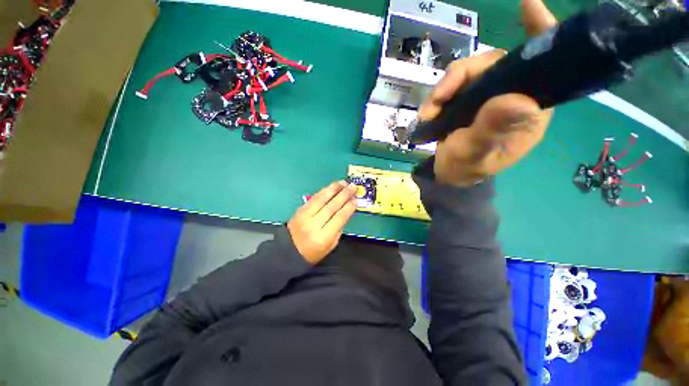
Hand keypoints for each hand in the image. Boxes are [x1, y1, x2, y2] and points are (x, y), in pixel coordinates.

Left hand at [287, 181, 357, 264]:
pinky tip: (331, 187)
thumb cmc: (313, 252)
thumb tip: (345, 211)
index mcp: (323, 237)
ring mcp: (305, 215)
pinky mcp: (300, 210)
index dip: (348, 208)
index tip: (356, 200)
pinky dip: (324, 191)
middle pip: (331, 206)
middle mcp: (313, 224)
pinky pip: (314, 198)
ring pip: (321, 199)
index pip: (339, 218)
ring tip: (343, 182)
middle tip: (352, 187)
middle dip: (344, 195)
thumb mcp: (330, 245)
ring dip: (334, 189)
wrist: (288, 250)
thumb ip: (338, 229)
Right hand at [419, 0, 557, 186]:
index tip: (528, 6)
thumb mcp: (478, 155)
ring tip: (428, 113)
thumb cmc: (468, 168)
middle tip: (437, 99)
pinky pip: (451, 86)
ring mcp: (486, 96)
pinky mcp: (466, 99)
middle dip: (460, 76)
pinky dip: (436, 96)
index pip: (543, 66)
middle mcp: (511, 95)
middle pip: (491, 64)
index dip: (539, 34)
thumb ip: (492, 131)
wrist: (448, 175)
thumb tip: (516, 100)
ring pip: (467, 73)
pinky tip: (428, 112)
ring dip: (443, 90)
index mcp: (528, 109)